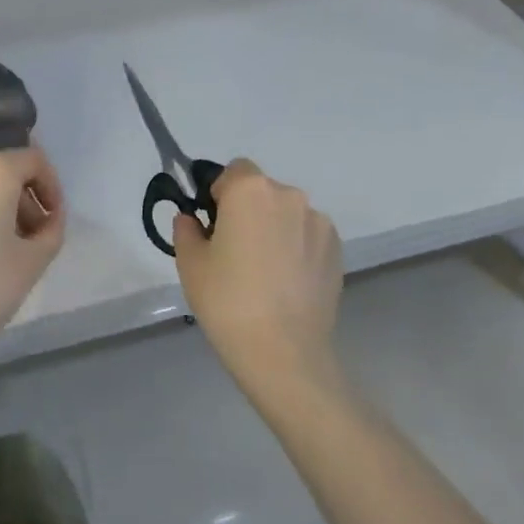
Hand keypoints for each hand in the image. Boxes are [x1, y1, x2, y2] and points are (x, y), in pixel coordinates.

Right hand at [173, 159, 344, 396]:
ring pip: (287, 214)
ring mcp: (318, 223)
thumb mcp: (190, 263)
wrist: (283, 352)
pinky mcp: (337, 250)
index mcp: (250, 191)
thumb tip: (192, 220)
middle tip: (235, 250)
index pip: (233, 171)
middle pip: (262, 191)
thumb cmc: (227, 300)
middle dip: (248, 210)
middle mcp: (289, 196)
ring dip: (275, 228)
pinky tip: (286, 282)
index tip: (213, 224)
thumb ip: (187, 230)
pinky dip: (296, 248)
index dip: (220, 193)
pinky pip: (308, 236)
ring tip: (265, 272)